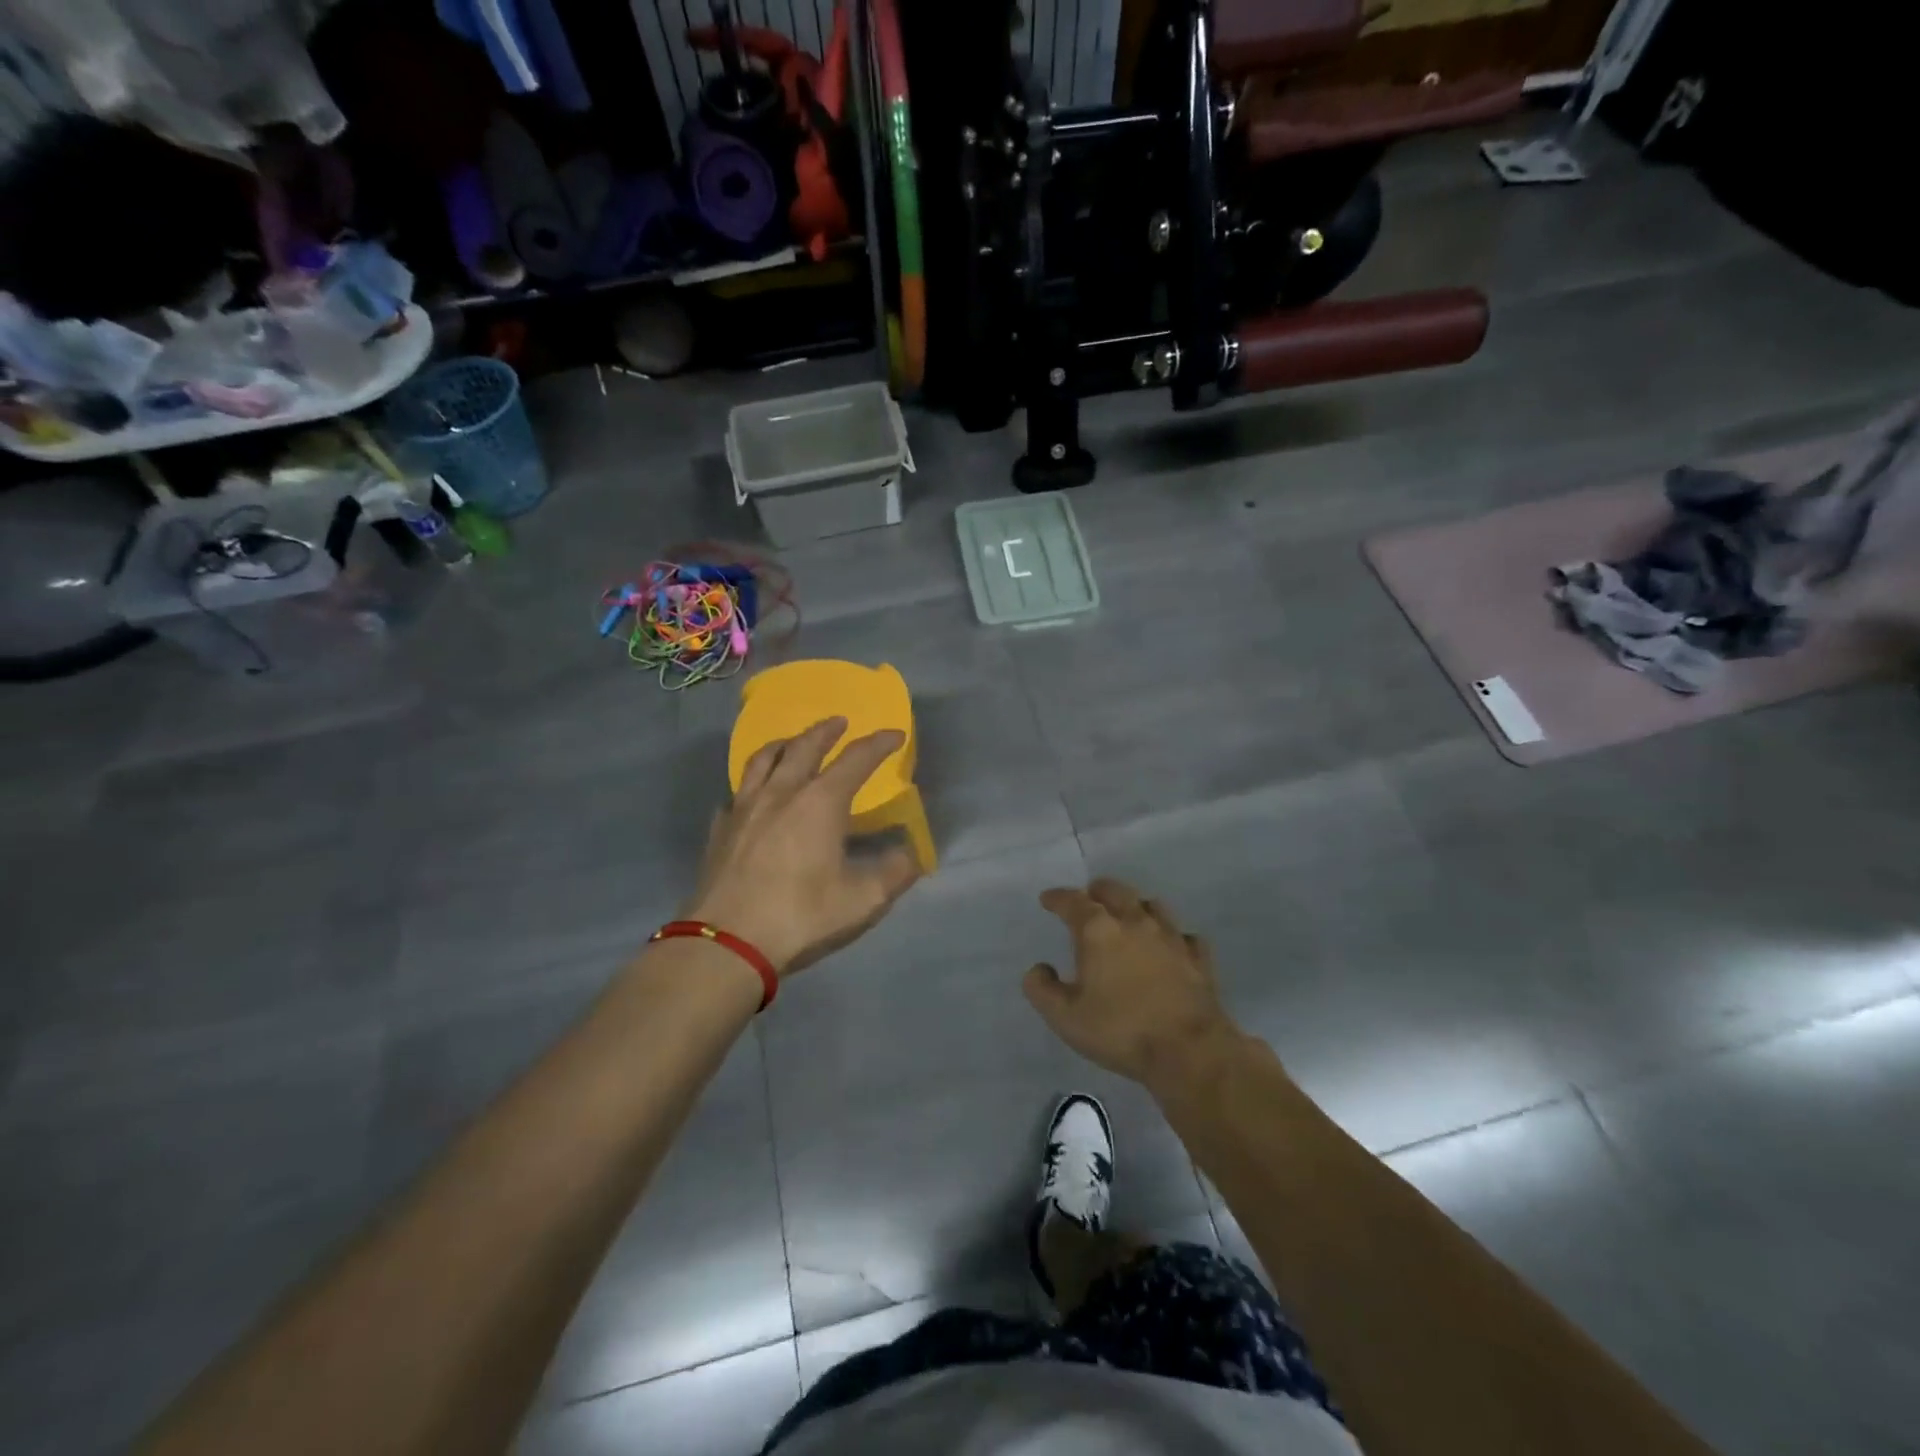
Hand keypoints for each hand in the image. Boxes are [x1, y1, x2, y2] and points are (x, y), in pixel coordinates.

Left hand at [687, 716, 921, 974]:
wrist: (728, 943)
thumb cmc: (801, 916)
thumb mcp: (862, 901)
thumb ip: (893, 873)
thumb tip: (911, 856)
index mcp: (820, 803)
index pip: (856, 759)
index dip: (878, 743)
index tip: (894, 734)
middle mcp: (781, 793)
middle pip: (804, 746)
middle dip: (826, 730)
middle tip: (839, 722)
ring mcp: (744, 808)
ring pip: (763, 760)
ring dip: (784, 744)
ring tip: (793, 742)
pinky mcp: (721, 830)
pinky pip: (737, 794)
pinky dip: (751, 785)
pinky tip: (752, 797)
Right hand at [1024, 879, 1241, 1088]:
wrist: (1189, 1051)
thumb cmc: (1120, 1031)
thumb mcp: (1065, 1017)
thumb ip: (1043, 990)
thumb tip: (1038, 969)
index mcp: (1099, 931)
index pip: (1073, 901)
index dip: (1057, 897)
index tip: (1048, 899)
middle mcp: (1135, 922)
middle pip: (1115, 891)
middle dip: (1097, 891)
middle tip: (1088, 898)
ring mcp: (1171, 937)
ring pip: (1152, 905)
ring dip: (1135, 905)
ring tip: (1127, 915)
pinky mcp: (1198, 958)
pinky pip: (1183, 935)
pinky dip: (1171, 936)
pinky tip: (1169, 946)